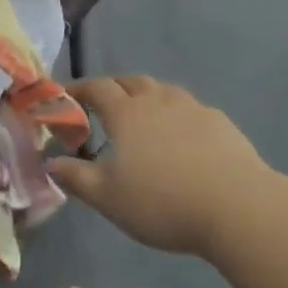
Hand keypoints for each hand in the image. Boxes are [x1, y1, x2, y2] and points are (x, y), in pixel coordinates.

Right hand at [49, 75, 265, 258]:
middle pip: (130, 81)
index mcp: (126, 113)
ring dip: (147, 97)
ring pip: (162, 91)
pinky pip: (190, 109)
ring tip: (143, 118)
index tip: (65, 96)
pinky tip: (182, 138)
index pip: (96, 88)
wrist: (236, 206)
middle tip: (103, 105)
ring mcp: (192, 108)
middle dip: (113, 88)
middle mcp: (157, 100)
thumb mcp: (108, 198)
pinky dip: (177, 115)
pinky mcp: (220, 122)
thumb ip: (76, 178)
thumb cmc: (162, 202)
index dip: (78, 89)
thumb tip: (50, 162)